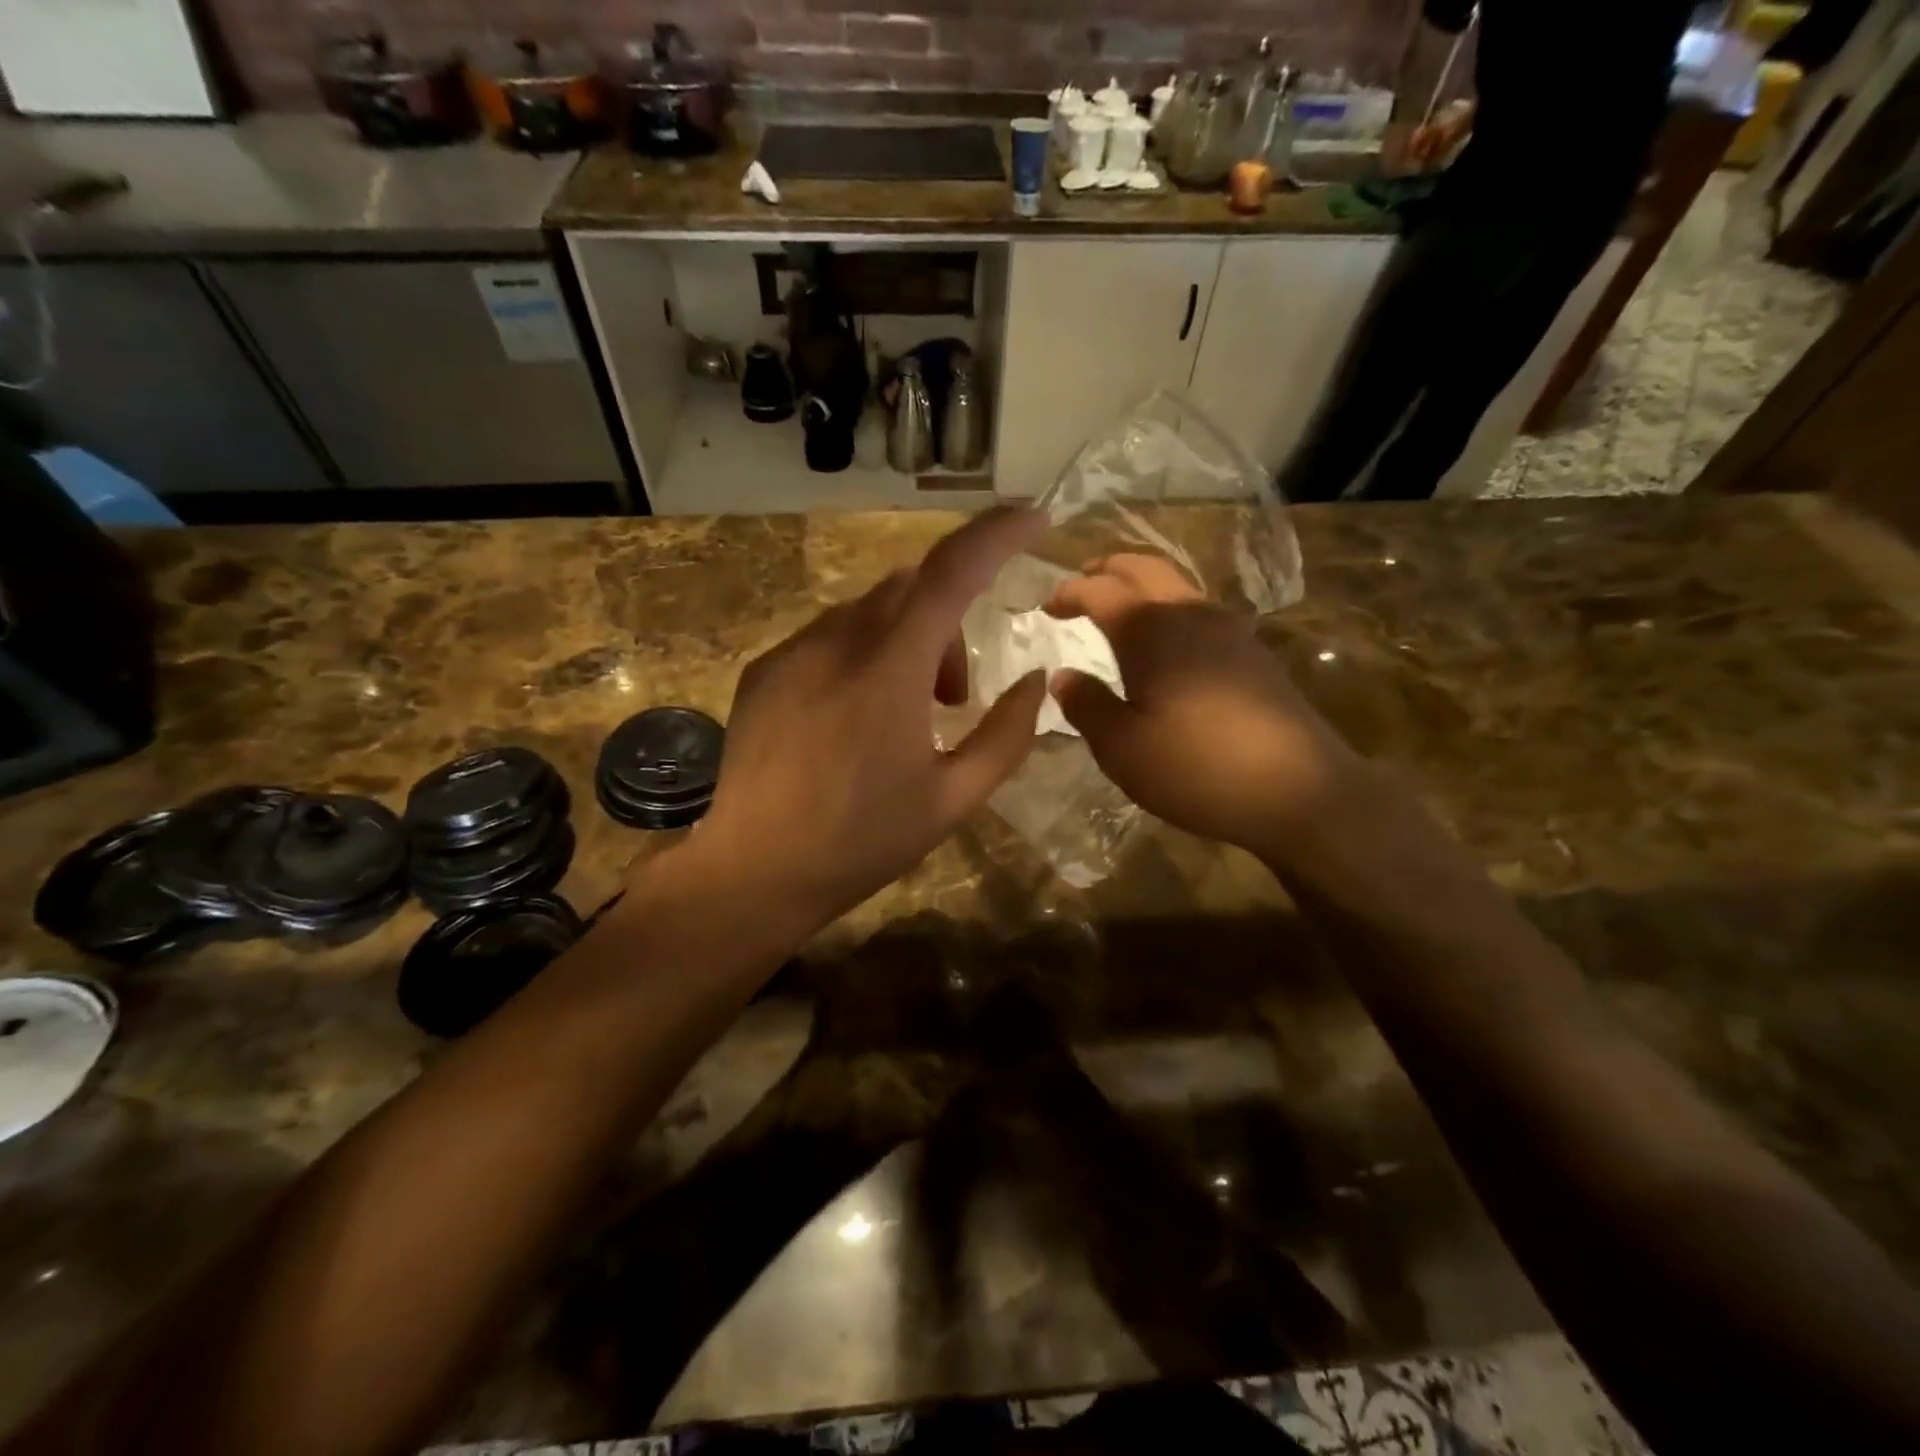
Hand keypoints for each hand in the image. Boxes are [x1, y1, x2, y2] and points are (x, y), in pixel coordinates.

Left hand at [685, 508, 1048, 935]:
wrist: (754, 871)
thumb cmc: (861, 841)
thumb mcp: (953, 801)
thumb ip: (1005, 736)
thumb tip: (1032, 682)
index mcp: (889, 670)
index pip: (951, 571)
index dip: (997, 533)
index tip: (1033, 516)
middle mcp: (837, 642)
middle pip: (912, 588)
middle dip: (949, 621)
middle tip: (954, 696)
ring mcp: (793, 652)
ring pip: (869, 611)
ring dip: (905, 641)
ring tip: (905, 713)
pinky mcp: (764, 670)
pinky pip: (830, 636)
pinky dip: (862, 654)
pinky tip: (854, 717)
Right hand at [1044, 555, 1366, 862]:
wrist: (1299, 791)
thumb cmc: (1196, 767)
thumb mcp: (1122, 747)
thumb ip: (1086, 705)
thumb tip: (1062, 676)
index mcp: (1151, 630)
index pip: (1100, 590)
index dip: (1069, 592)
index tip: (1046, 606)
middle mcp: (1191, 615)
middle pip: (1145, 568)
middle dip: (1108, 569)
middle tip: (1082, 584)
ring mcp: (1230, 631)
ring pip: (1178, 587)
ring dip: (1142, 587)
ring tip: (1120, 611)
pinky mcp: (1253, 654)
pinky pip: (1201, 613)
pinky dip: (1171, 611)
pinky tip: (1168, 645)